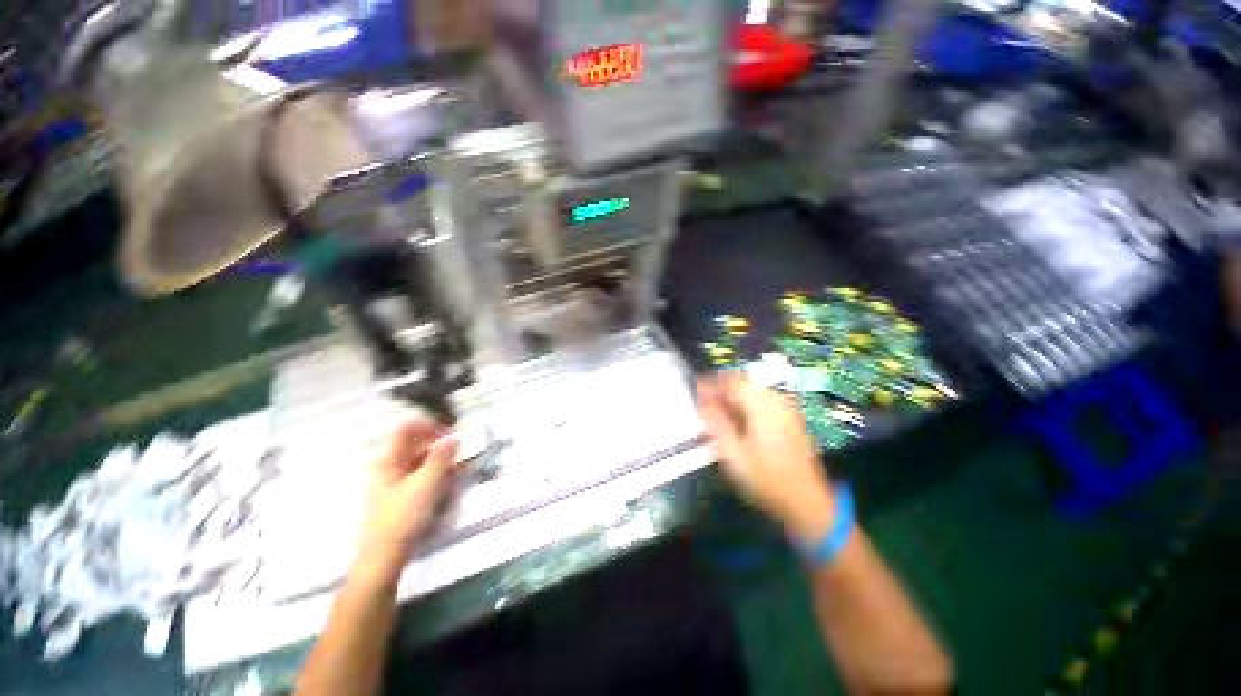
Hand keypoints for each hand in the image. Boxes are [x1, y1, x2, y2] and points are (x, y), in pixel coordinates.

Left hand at [354, 419, 459, 581]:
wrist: (382, 559)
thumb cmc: (402, 518)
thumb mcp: (426, 484)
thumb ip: (441, 458)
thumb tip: (454, 436)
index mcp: (388, 460)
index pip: (407, 428)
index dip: (430, 424)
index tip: (452, 430)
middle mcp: (386, 466)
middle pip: (414, 443)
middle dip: (438, 444)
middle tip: (460, 451)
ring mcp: (390, 482)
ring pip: (418, 460)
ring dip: (439, 460)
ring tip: (456, 469)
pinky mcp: (397, 496)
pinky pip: (418, 475)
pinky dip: (433, 474)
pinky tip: (445, 484)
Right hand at [697, 373, 835, 541]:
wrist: (806, 501)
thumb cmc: (766, 480)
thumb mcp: (733, 455)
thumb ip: (716, 425)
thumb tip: (703, 404)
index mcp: (762, 407)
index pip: (732, 381)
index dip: (711, 382)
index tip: (696, 388)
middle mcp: (776, 402)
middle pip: (743, 383)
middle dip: (721, 389)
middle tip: (704, 402)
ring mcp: (786, 409)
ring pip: (753, 391)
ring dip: (733, 396)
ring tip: (717, 411)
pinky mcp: (789, 419)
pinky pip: (762, 401)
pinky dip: (745, 404)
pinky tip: (736, 419)